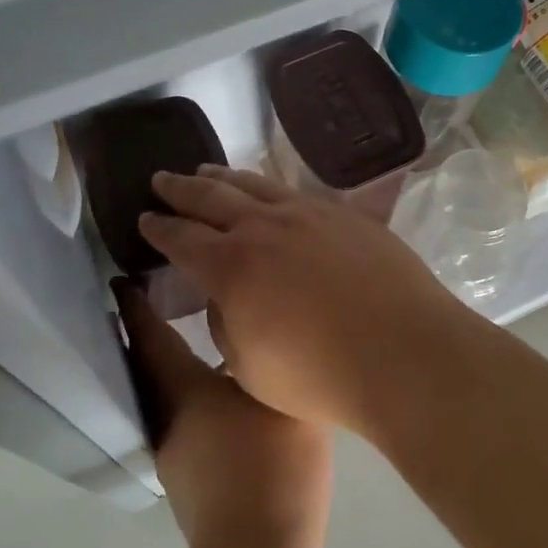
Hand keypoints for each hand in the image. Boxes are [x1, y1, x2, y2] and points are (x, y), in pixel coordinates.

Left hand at [116, 280, 331, 547]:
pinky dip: (192, 396)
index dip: (134, 306)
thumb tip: (261, 333)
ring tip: (196, 342)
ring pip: (166, 395)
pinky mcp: (189, 480)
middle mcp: (167, 416)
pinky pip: (183, 419)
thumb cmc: (270, 461)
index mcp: (182, 388)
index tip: (121, 279)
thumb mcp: (280, 394)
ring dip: (172, 367)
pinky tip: (221, 397)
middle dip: (150, 332)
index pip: (148, 336)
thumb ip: (269, 357)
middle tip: (163, 299)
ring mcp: (175, 453)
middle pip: (150, 365)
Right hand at [137, 166, 475, 434]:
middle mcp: (264, 227)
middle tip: (161, 180)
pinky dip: (270, 189)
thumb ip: (227, 323)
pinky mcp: (345, 215)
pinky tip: (270, 192)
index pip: (181, 238)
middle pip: (211, 197)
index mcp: (231, 266)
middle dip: (180, 189)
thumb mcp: (249, 365)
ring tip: (207, 172)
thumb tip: (227, 295)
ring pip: (255, 185)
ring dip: (224, 178)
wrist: (404, 352)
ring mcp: (309, 214)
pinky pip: (296, 193)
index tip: (144, 219)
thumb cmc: (319, 376)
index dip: (158, 228)